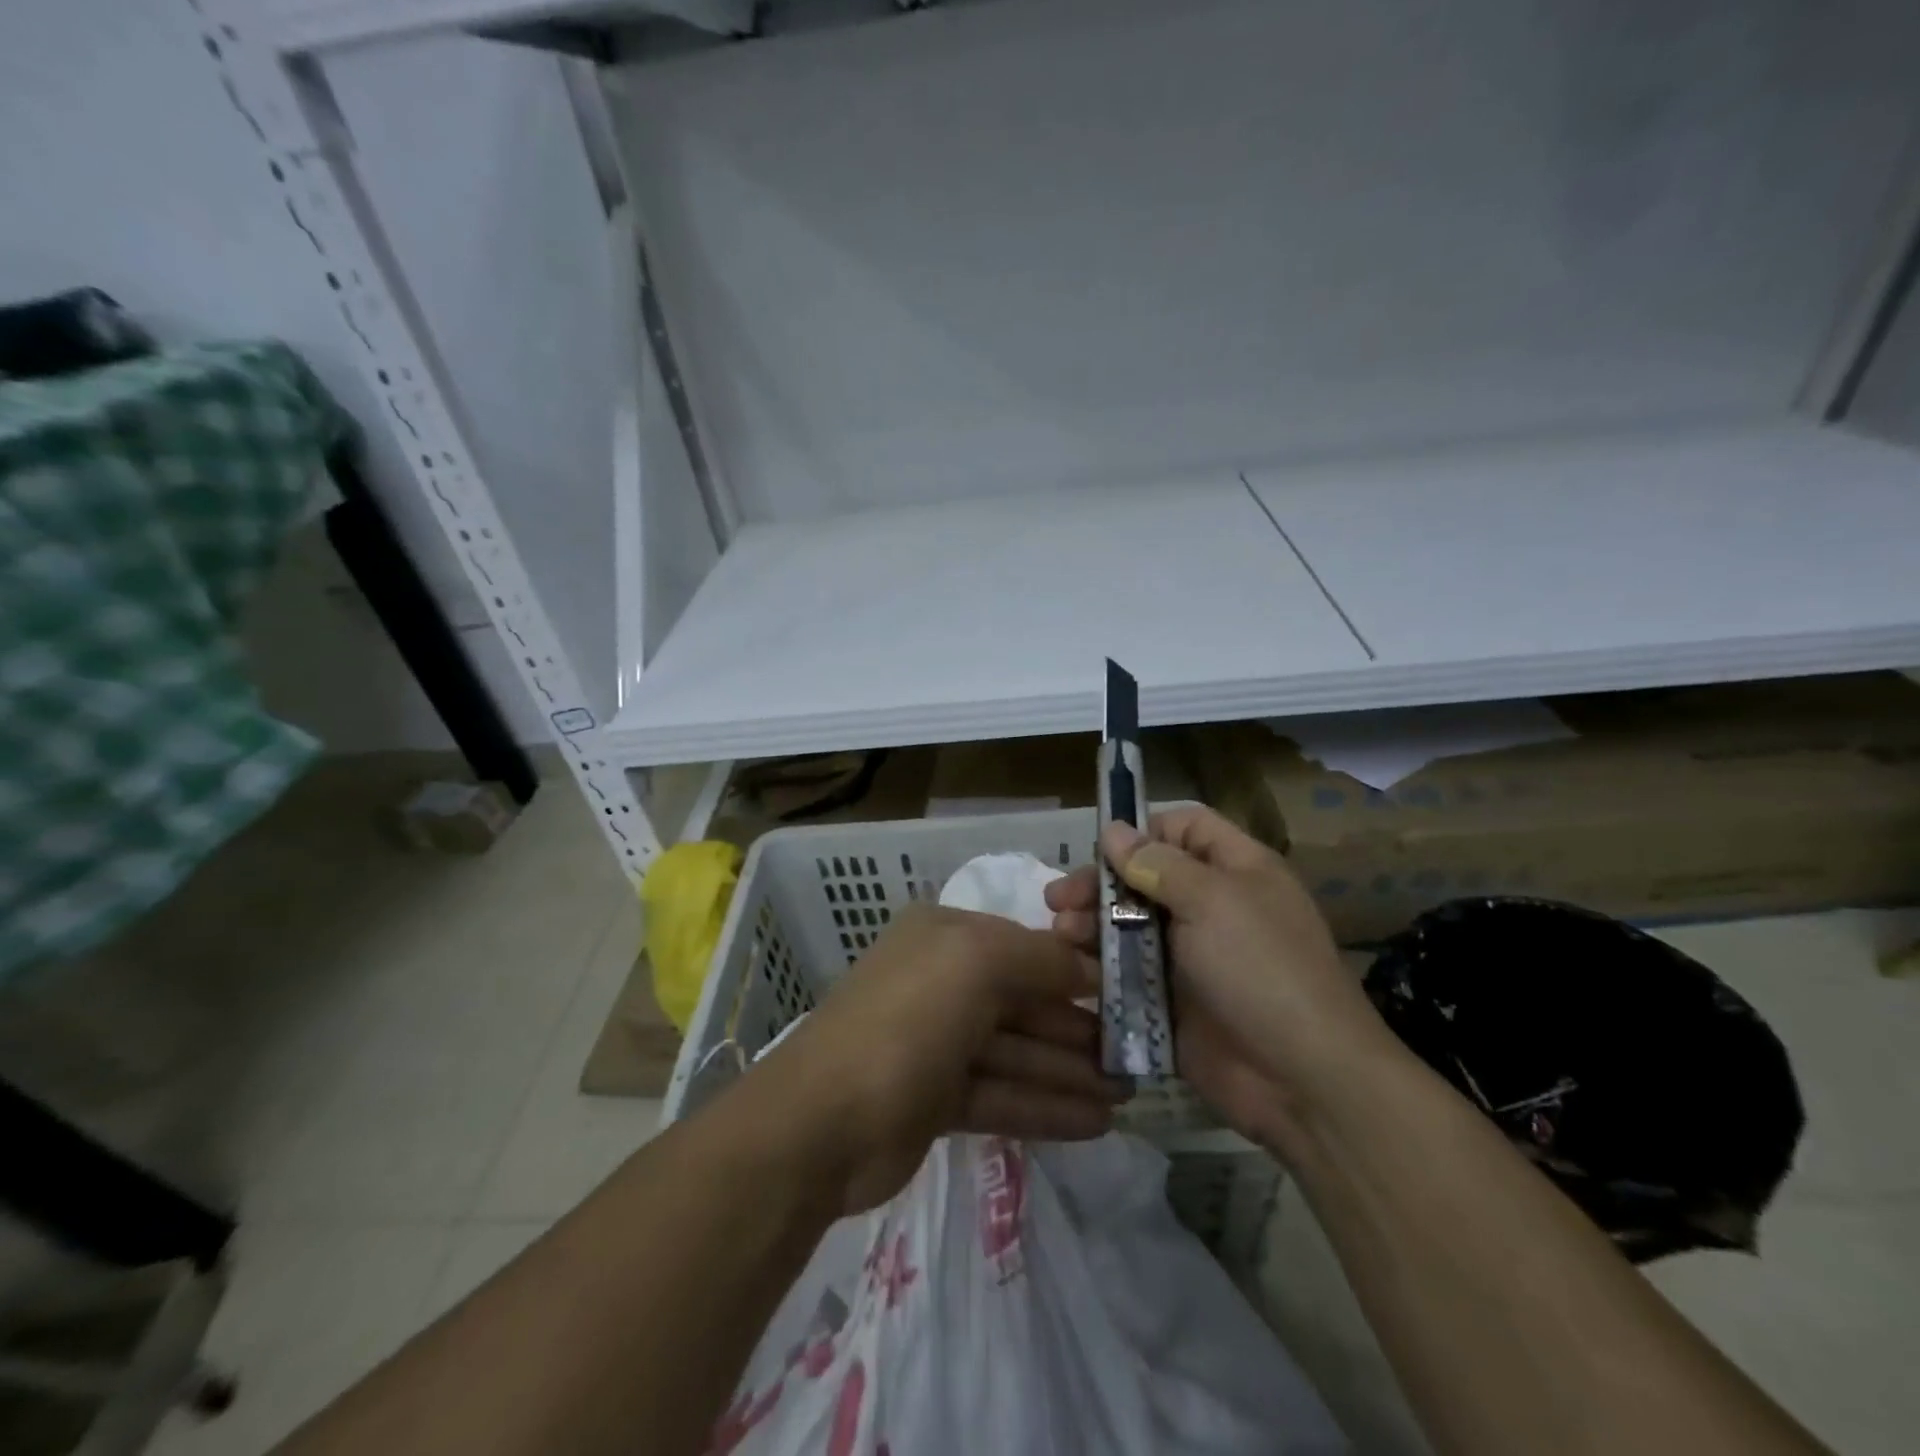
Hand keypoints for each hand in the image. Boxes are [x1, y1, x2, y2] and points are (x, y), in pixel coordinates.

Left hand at [755, 903, 1124, 1213]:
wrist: (823, 1122)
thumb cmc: (907, 1021)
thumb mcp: (976, 964)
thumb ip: (1039, 958)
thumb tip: (1086, 967)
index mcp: (944, 937)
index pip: (1023, 946)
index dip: (1074, 971)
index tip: (1126, 996)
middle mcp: (941, 981)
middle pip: (1022, 1002)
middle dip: (1077, 1031)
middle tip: (1135, 1058)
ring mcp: (936, 1042)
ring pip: (1016, 1052)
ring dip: (1068, 1073)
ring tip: (1127, 1097)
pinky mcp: (934, 1098)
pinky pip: (1001, 1094)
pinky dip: (1044, 1106)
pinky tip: (1094, 1123)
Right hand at [1045, 806, 1392, 1154]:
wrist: (1300, 1079)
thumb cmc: (1261, 969)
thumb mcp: (1212, 901)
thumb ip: (1157, 863)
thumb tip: (1114, 830)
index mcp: (1235, 870)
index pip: (1185, 828)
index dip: (1144, 831)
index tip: (1101, 849)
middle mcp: (1212, 906)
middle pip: (1145, 877)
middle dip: (1101, 883)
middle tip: (1058, 899)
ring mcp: (1191, 956)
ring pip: (1130, 924)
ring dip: (1092, 924)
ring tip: (1061, 934)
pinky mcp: (1172, 999)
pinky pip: (1129, 971)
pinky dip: (1100, 966)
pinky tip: (1072, 967)